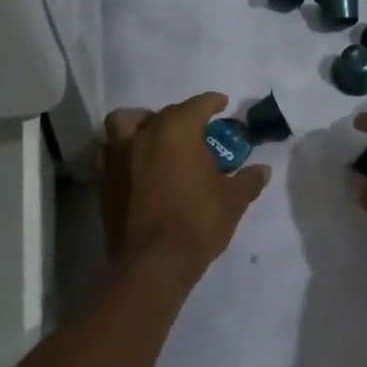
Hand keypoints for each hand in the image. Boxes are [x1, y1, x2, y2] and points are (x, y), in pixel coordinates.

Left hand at [100, 93, 270, 278]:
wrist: (153, 264)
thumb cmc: (197, 222)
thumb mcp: (233, 200)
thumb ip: (247, 180)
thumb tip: (262, 170)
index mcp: (177, 130)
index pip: (197, 105)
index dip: (212, 102)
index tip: (222, 104)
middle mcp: (145, 134)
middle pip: (163, 113)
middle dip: (181, 117)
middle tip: (196, 133)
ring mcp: (119, 157)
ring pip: (124, 123)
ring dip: (140, 124)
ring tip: (155, 139)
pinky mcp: (105, 181)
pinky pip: (112, 153)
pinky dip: (125, 152)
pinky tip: (140, 168)